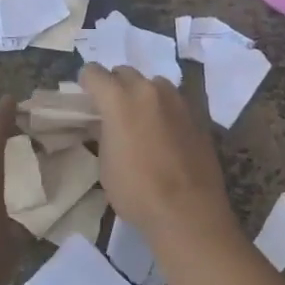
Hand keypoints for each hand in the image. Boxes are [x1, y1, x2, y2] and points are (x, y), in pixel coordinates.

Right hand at [79, 64, 241, 258]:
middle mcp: (148, 90)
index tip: (86, 99)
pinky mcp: (198, 114)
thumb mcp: (106, 164)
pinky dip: (165, 110)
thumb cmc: (137, 191)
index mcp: (119, 99)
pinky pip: (174, 102)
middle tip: (113, 111)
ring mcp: (177, 100)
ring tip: (142, 121)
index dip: (86, 83)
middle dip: (115, 86)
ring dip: (143, 95)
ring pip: (153, 84)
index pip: (94, 72)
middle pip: (124, 73)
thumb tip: (106, 124)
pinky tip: (166, 135)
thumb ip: (104, 133)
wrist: (189, 212)